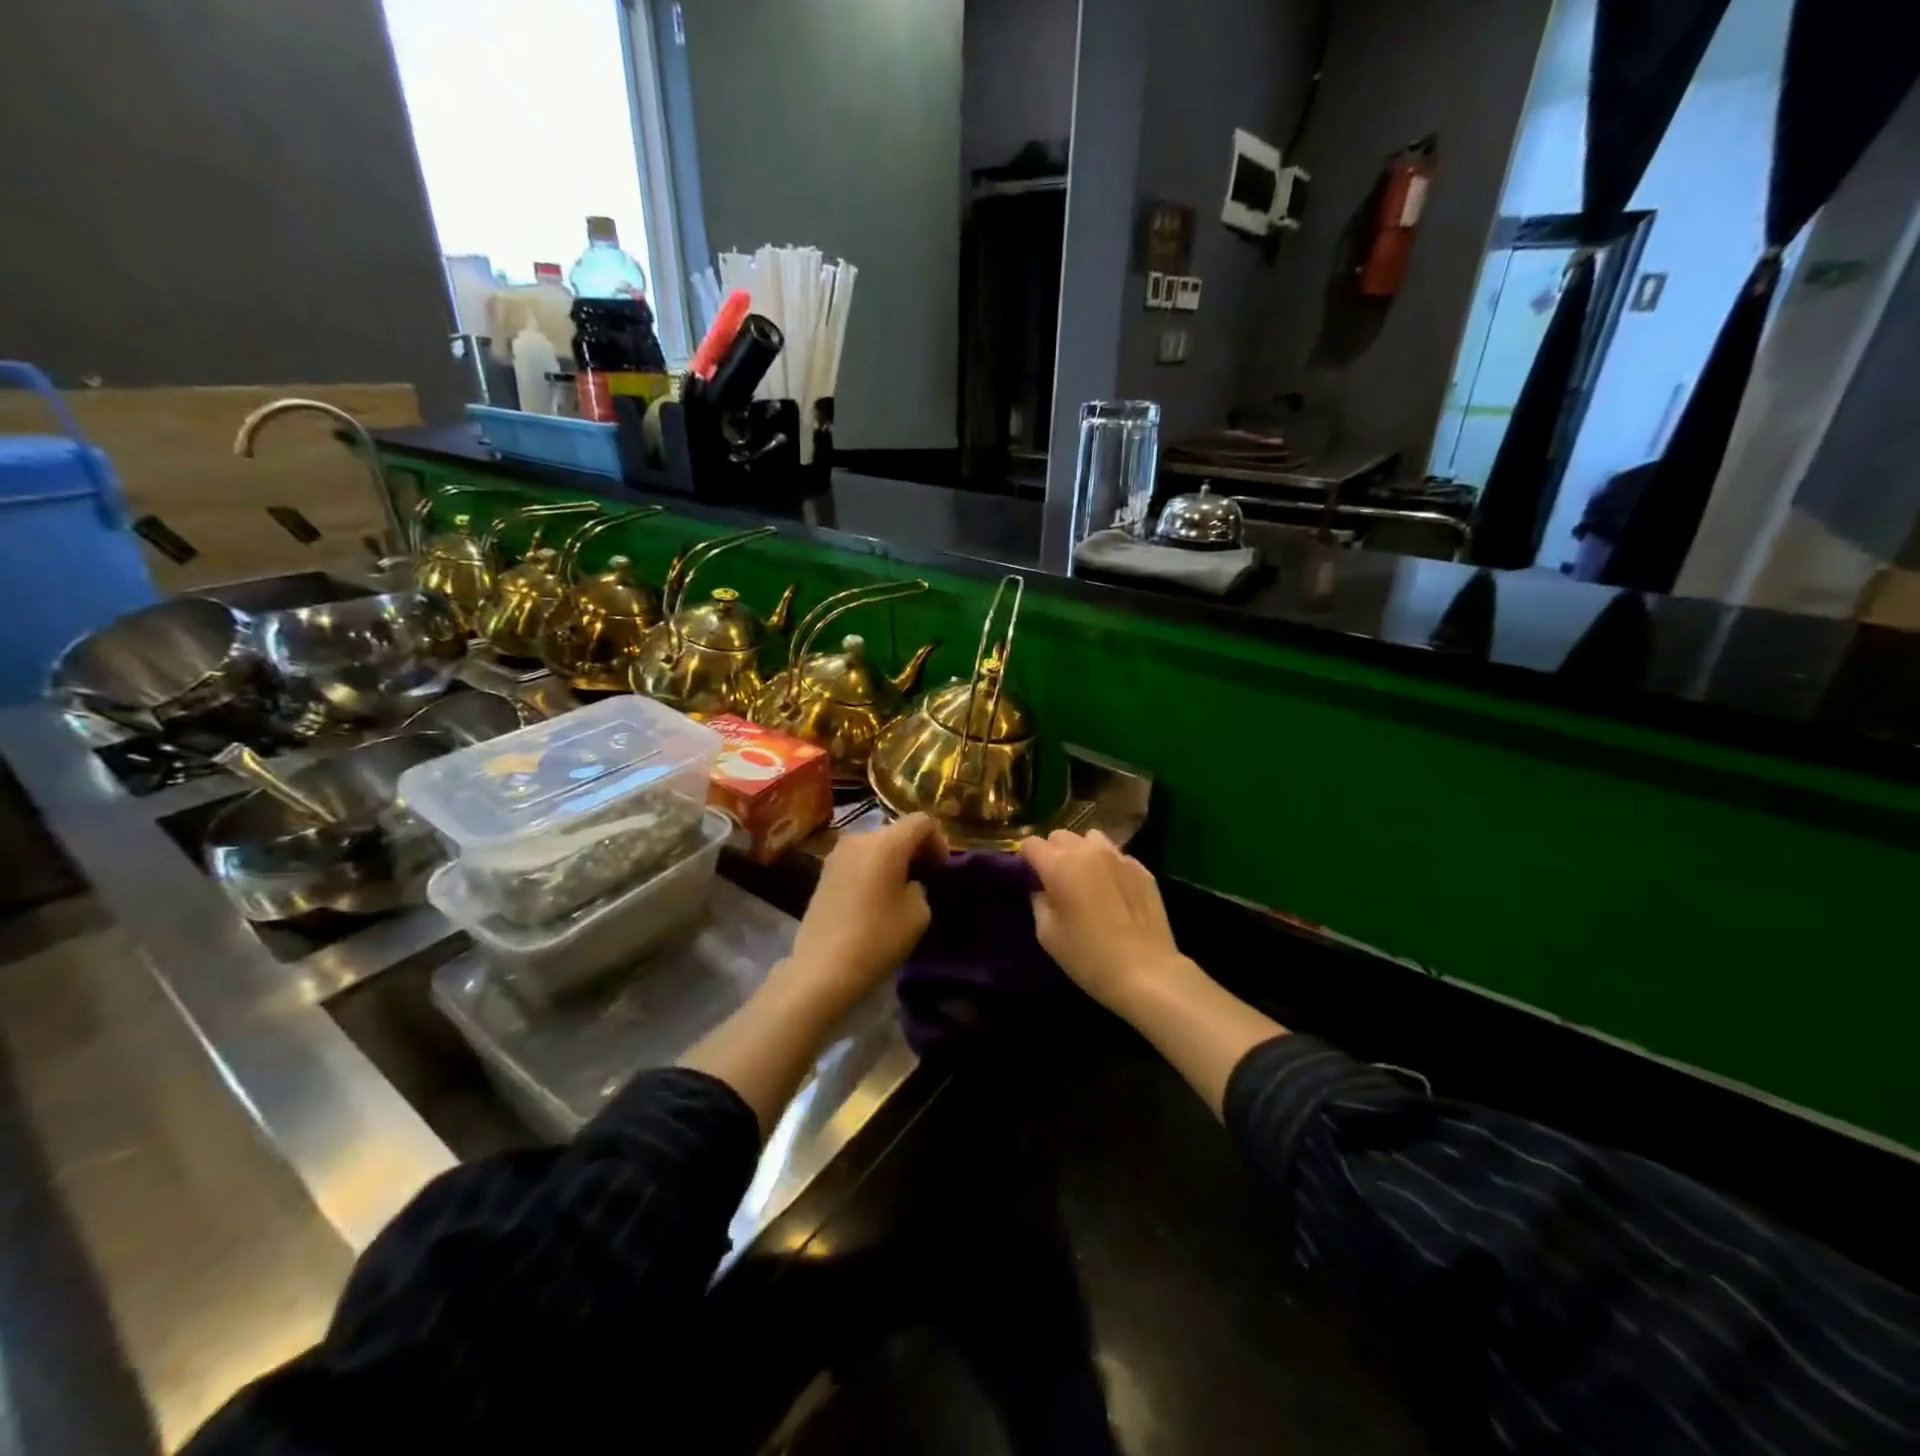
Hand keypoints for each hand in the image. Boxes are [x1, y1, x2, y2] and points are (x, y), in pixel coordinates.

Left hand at [783, 812, 948, 1011]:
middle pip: (896, 830)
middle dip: (914, 849)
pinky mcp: (824, 871)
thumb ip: (922, 886)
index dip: (939, 840)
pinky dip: (872, 868)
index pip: (922, 821)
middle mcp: (859, 838)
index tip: (941, 869)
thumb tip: (910, 882)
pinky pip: (858, 859)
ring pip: (876, 845)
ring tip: (899, 889)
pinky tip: (875, 897)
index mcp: (886, 842)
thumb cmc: (877, 938)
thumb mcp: (919, 913)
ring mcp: (837, 853)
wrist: (822, 968)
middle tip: (925, 878)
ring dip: (892, 859)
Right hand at [1019, 829, 1195, 1012]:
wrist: (1145, 972)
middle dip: (1052, 852)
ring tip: (1086, 878)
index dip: (1026, 858)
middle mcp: (1088, 851)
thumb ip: (1039, 901)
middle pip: (1060, 836)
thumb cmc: (1088, 956)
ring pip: (1091, 838)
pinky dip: (1108, 865)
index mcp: (1059, 865)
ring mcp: (1119, 857)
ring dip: (1082, 852)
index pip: (1031, 843)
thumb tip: (1041, 888)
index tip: (1029, 876)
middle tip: (1056, 880)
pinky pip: (1116, 855)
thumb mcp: (1047, 934)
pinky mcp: (1142, 869)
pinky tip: (1113, 891)